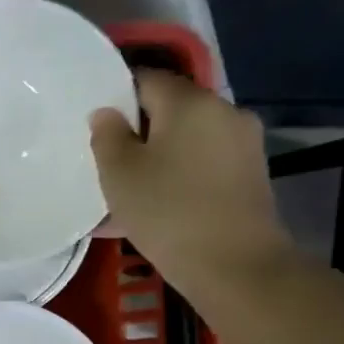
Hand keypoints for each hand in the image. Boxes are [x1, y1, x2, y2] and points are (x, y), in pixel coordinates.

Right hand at [90, 69, 291, 301]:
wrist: (234, 265)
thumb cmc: (167, 211)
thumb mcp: (119, 173)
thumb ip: (107, 135)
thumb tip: (107, 113)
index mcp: (190, 102)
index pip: (146, 78)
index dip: (115, 94)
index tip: (94, 122)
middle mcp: (223, 112)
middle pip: (170, 109)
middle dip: (137, 128)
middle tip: (106, 158)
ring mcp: (243, 144)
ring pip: (186, 138)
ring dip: (157, 155)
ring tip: (128, 186)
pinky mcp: (249, 174)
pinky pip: (202, 162)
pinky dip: (177, 173)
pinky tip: (155, 203)